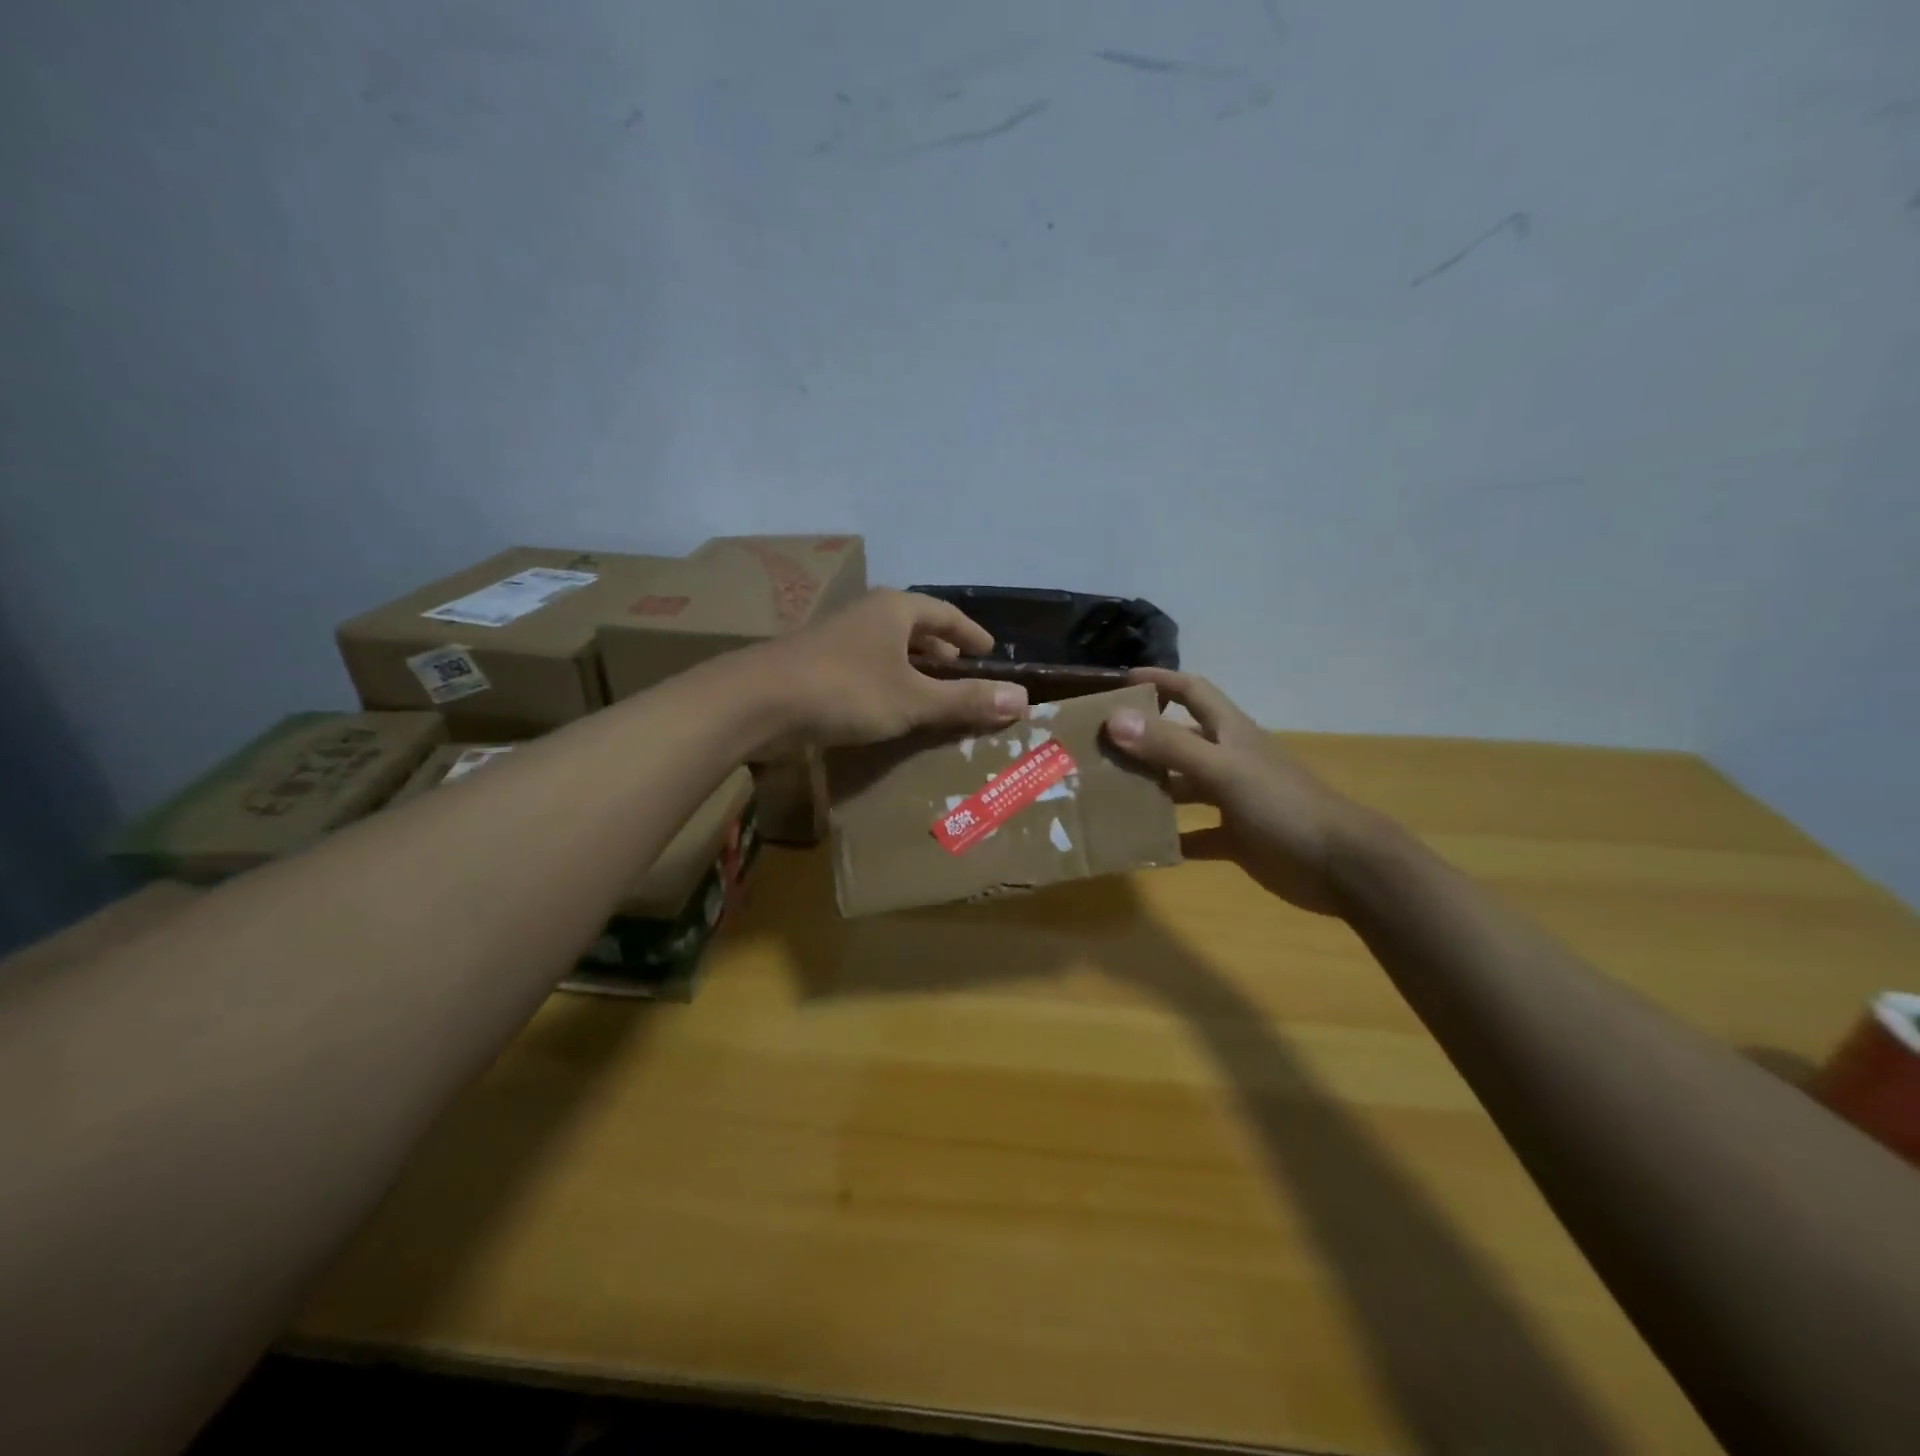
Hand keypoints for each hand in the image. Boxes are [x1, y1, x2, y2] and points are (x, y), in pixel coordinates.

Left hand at [759, 589, 1028, 746]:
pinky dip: (887, 684)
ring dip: (913, 670)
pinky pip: (866, 668)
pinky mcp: (816, 665)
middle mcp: (867, 615)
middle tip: (963, 676)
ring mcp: (837, 639)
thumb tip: (1022, 700)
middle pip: (915, 629)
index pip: (945, 614)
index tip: (989, 651)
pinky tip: (888, 709)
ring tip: (931, 695)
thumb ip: (966, 700)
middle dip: (941, 653)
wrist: (758, 701)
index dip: (970, 633)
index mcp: (895, 609)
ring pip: (888, 649)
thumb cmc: (847, 690)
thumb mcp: (914, 699)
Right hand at [1104, 669, 1377, 915]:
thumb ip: (1170, 746)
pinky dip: (1172, 837)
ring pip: (1184, 786)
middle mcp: (1230, 761)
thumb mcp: (1223, 771)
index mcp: (1230, 734)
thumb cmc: (1283, 806)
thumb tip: (1115, 719)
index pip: (1192, 692)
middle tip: (1098, 747)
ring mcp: (1234, 801)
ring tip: (1109, 794)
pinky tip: (1143, 845)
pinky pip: (1196, 834)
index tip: (1120, 681)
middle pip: (1180, 740)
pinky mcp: (1238, 838)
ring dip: (1152, 788)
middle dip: (1143, 739)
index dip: (1161, 681)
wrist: (1341, 866)